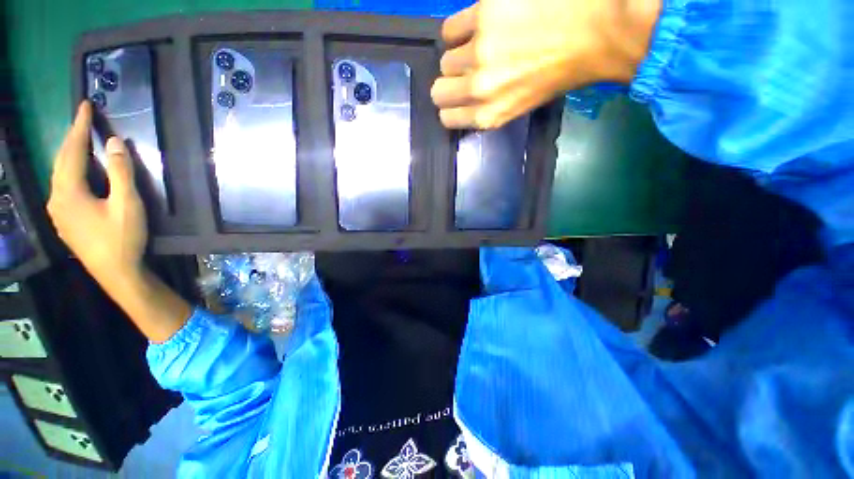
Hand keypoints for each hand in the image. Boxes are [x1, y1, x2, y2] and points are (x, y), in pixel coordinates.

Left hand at [47, 101, 147, 286]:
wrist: (116, 273)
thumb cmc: (122, 238)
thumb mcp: (127, 205)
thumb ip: (121, 173)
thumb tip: (115, 142)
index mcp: (68, 191)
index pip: (72, 150)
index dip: (79, 126)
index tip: (84, 105)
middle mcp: (56, 198)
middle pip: (61, 160)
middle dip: (71, 138)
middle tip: (82, 119)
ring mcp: (58, 211)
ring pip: (59, 174)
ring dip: (69, 155)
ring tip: (80, 142)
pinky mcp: (64, 221)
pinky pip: (62, 187)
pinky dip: (69, 172)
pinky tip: (77, 173)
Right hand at [431, 0, 660, 128]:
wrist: (597, 31)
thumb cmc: (560, 74)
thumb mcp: (519, 107)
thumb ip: (488, 109)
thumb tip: (466, 100)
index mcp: (489, 114)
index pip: (446, 117)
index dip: (450, 107)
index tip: (456, 99)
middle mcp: (479, 88)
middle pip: (439, 91)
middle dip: (448, 84)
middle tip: (465, 73)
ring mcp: (479, 51)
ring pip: (445, 60)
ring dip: (457, 56)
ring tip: (478, 47)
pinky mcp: (483, 15)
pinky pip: (450, 29)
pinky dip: (458, 30)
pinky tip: (477, 27)